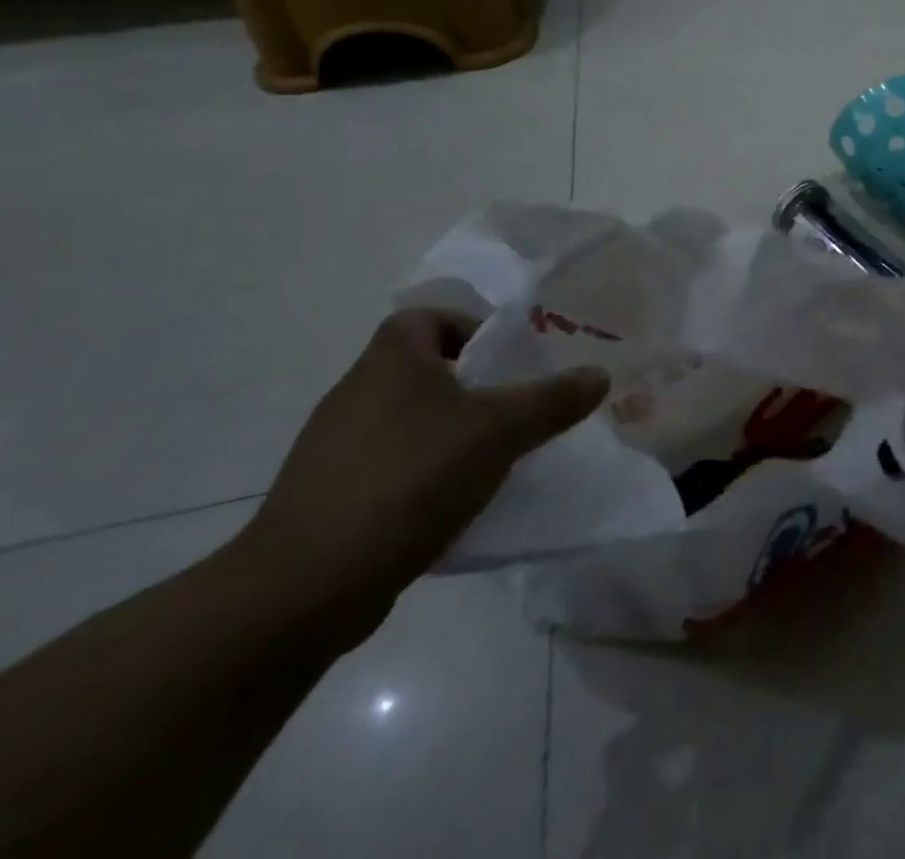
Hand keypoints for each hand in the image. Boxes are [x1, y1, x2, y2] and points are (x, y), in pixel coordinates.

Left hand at [233, 309, 607, 646]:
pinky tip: (453, 505)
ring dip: (450, 434)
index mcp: (389, 361)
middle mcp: (356, 394)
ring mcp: (335, 449)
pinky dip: (423, 476)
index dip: (469, 329)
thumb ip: (552, 400)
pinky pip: (390, 467)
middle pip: (423, 370)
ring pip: (409, 422)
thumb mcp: (499, 432)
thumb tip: (599, 375)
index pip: (427, 318)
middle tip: (515, 411)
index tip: (506, 363)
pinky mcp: (329, 497)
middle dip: (472, 388)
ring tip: (493, 460)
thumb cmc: (409, 479)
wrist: (304, 587)